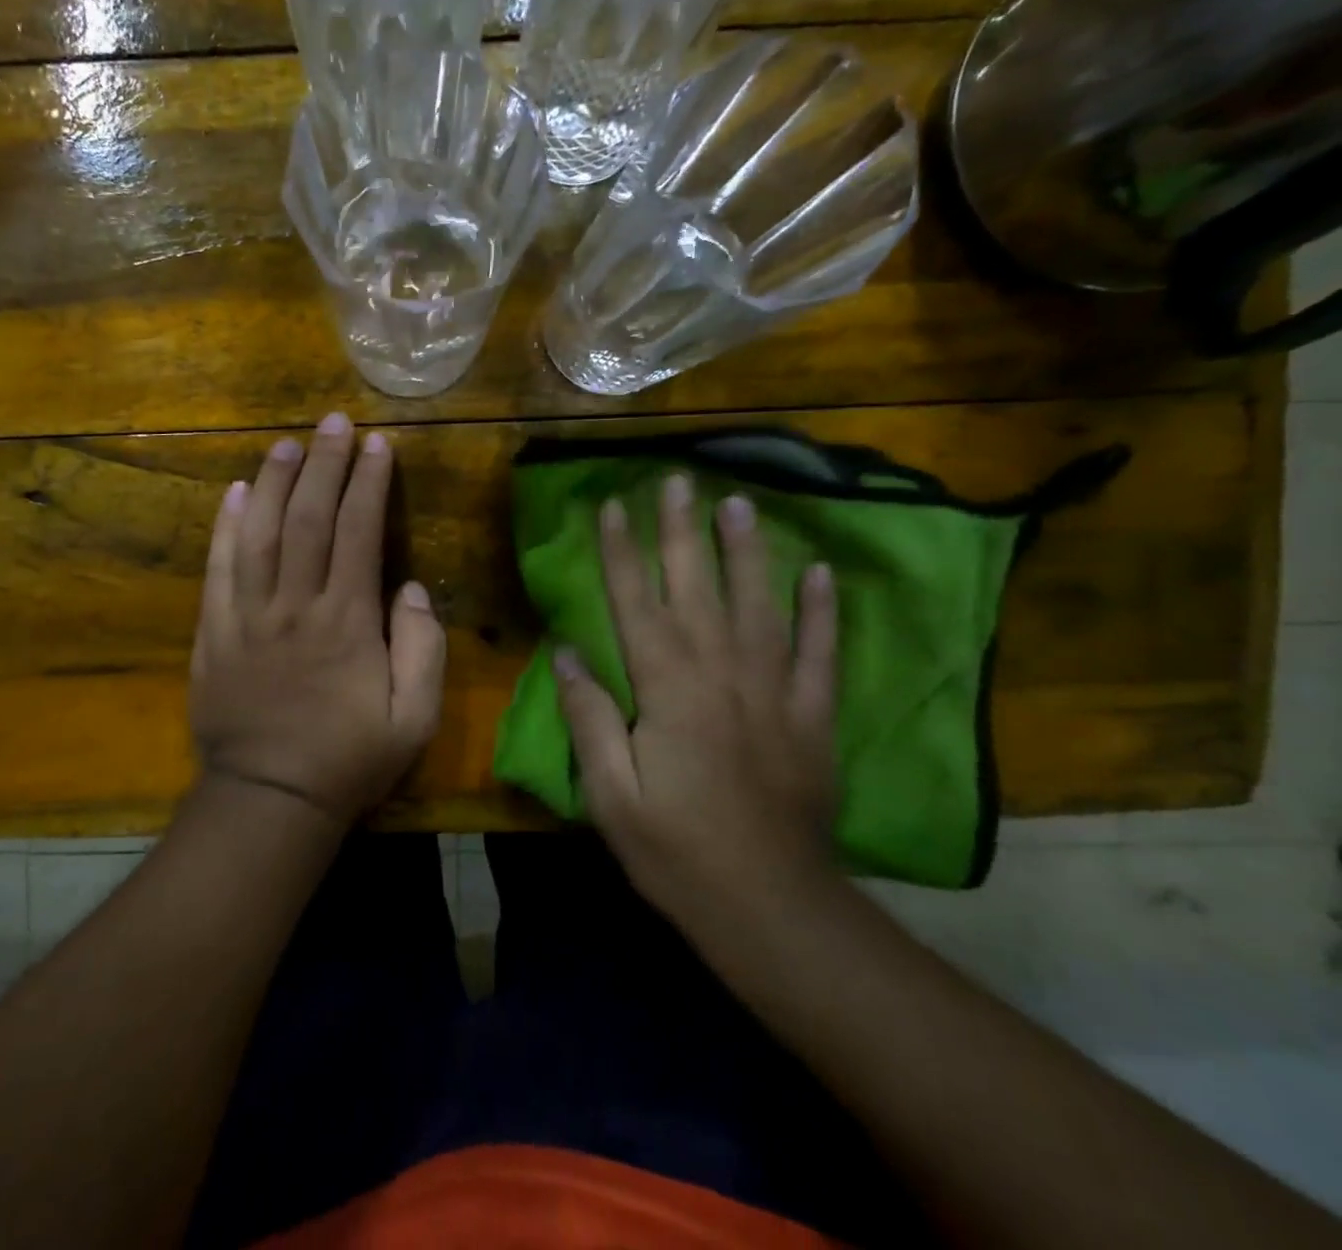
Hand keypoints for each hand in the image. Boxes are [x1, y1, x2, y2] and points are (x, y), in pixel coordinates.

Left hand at [189, 413, 447, 827]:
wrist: (270, 800)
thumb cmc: (348, 760)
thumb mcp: (414, 719)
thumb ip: (421, 648)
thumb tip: (408, 587)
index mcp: (347, 622)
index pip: (358, 532)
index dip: (367, 483)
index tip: (376, 445)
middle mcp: (295, 606)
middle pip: (307, 518)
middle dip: (322, 464)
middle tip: (332, 421)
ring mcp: (247, 616)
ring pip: (258, 532)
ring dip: (272, 481)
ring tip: (285, 442)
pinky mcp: (213, 632)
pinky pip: (218, 569)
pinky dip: (225, 527)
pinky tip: (233, 492)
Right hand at [554, 475, 840, 919]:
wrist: (771, 909)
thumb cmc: (675, 851)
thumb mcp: (610, 793)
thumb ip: (589, 717)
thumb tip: (567, 652)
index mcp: (666, 690)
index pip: (636, 604)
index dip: (621, 553)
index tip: (612, 506)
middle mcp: (721, 674)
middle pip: (697, 589)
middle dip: (682, 531)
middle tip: (679, 479)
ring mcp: (773, 692)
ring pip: (759, 605)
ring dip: (747, 551)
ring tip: (741, 503)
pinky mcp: (812, 718)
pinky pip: (819, 653)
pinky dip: (821, 612)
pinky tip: (820, 573)